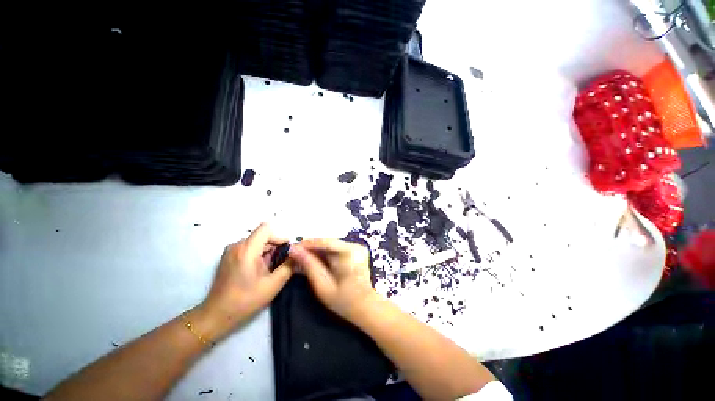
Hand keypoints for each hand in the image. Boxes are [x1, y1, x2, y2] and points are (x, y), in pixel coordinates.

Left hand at [196, 223, 292, 340]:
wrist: (217, 315)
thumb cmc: (246, 300)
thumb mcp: (274, 284)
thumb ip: (289, 266)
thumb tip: (299, 254)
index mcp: (247, 249)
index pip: (266, 229)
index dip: (279, 237)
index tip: (286, 251)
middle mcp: (237, 245)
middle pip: (262, 236)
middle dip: (274, 248)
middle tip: (279, 264)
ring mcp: (230, 251)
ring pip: (256, 242)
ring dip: (267, 252)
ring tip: (268, 270)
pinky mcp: (228, 257)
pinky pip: (248, 248)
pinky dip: (257, 255)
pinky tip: (258, 271)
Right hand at [289, 239, 375, 320]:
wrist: (365, 306)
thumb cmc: (344, 300)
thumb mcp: (322, 285)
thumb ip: (309, 265)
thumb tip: (295, 250)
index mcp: (349, 253)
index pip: (325, 242)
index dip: (308, 244)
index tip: (293, 248)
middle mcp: (355, 246)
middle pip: (329, 242)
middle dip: (312, 248)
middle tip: (296, 255)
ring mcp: (357, 248)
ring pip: (332, 245)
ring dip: (318, 251)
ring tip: (304, 258)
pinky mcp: (357, 251)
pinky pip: (337, 248)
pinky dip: (326, 254)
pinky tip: (317, 260)